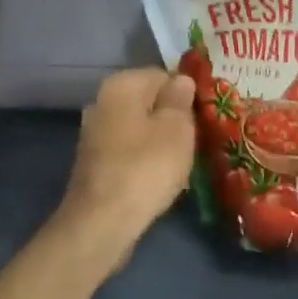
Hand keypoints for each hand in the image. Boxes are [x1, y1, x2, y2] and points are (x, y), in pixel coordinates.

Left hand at [57, 67, 196, 268]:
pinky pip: (128, 152)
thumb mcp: (177, 128)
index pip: (163, 75)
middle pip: (149, 102)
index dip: (187, 95)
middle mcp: (102, 101)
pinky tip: (158, 180)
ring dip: (159, 142)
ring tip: (181, 163)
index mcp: (121, 84)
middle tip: (196, 141)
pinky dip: (144, 161)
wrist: (101, 223)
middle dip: (172, 119)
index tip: (203, 118)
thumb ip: (180, 99)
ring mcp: (94, 133)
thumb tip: (182, 80)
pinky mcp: (94, 163)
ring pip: (139, 128)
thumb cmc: (146, 167)